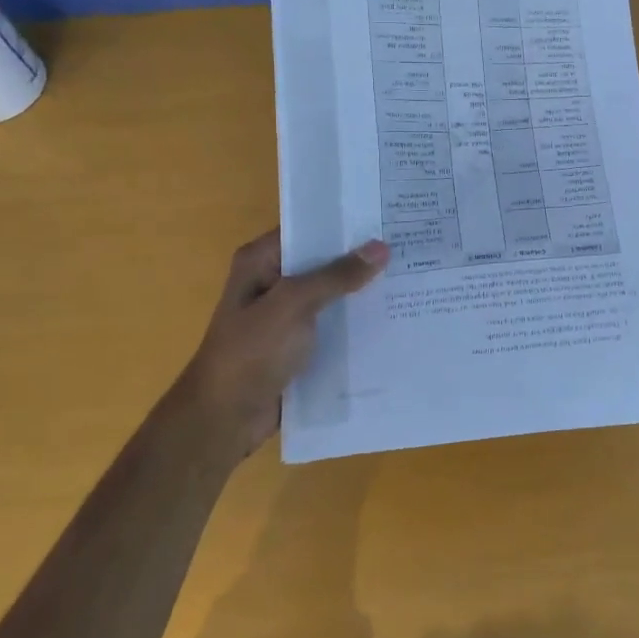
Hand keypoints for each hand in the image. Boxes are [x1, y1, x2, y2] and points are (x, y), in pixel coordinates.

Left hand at [163, 229, 388, 459]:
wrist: (225, 419)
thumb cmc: (251, 353)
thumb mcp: (293, 305)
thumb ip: (336, 276)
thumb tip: (381, 248)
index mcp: (261, 262)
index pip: (308, 230)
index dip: (345, 224)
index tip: (388, 217)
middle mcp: (273, 283)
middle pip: (324, 263)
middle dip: (362, 260)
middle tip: (411, 248)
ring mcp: (286, 317)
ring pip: (332, 297)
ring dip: (363, 294)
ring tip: (413, 281)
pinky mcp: (299, 347)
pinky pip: (334, 327)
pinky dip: (357, 326)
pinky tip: (394, 321)